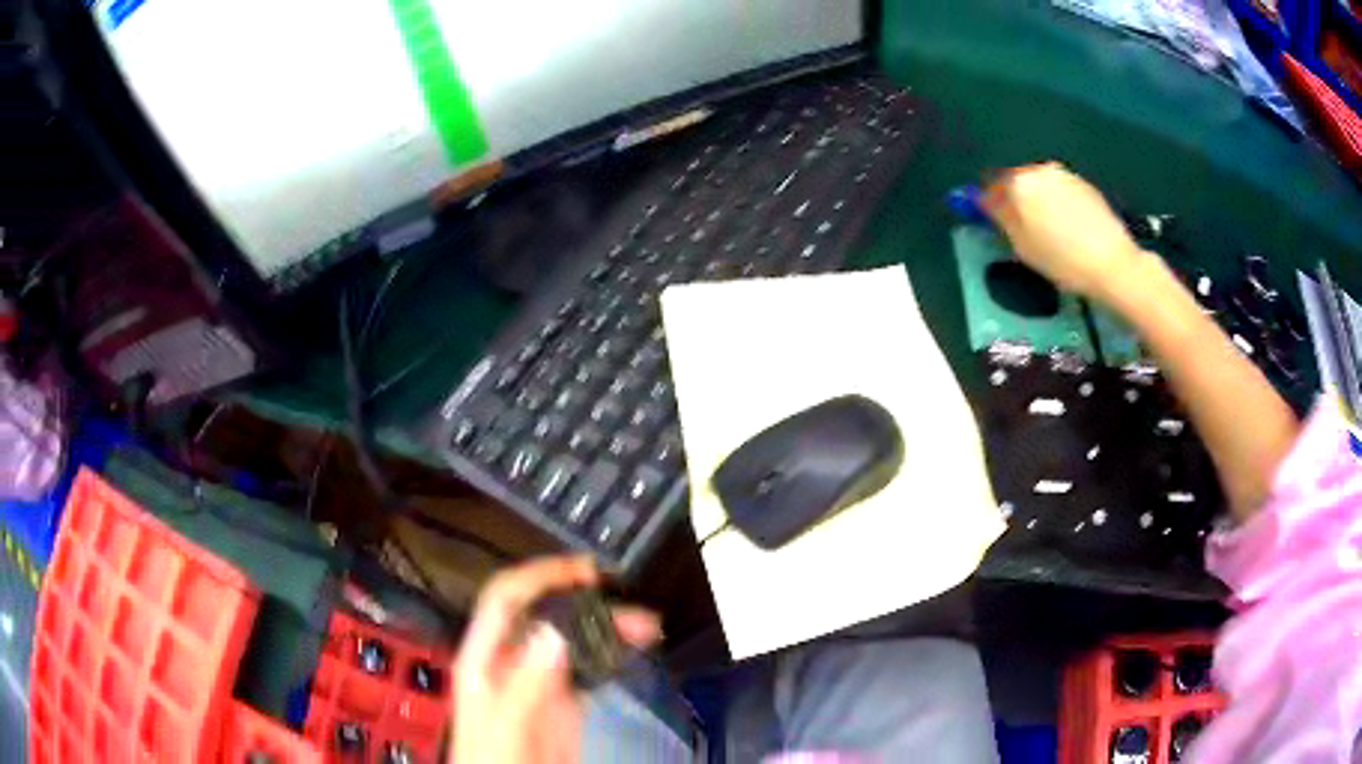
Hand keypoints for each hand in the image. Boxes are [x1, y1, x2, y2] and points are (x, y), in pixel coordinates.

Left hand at [450, 555, 661, 763]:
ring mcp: (539, 683)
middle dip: (584, 601)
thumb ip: (525, 684)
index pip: (505, 600)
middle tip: (623, 599)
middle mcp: (511, 664)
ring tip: (643, 624)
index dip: (539, 577)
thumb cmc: (492, 762)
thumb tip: (553, 635)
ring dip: (606, 627)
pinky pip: (587, 668)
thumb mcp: (504, 725)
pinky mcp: (562, 704)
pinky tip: (630, 649)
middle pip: (545, 615)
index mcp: (484, 661)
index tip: (581, 572)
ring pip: (572, 639)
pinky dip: (610, 654)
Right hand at [981, 162, 1149, 301]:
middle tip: (1020, 228)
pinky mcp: (1085, 185)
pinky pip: (1060, 190)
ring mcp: (1064, 175)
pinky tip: (1067, 228)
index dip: (987, 203)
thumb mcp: (1023, 247)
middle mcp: (1039, 170)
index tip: (988, 219)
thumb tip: (986, 201)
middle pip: (1017, 181)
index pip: (991, 186)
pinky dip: (1057, 203)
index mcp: (1018, 183)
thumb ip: (1001, 218)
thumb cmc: (1062, 260)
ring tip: (1047, 230)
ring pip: (1040, 185)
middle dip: (1014, 199)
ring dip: (1037, 200)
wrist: (1113, 263)